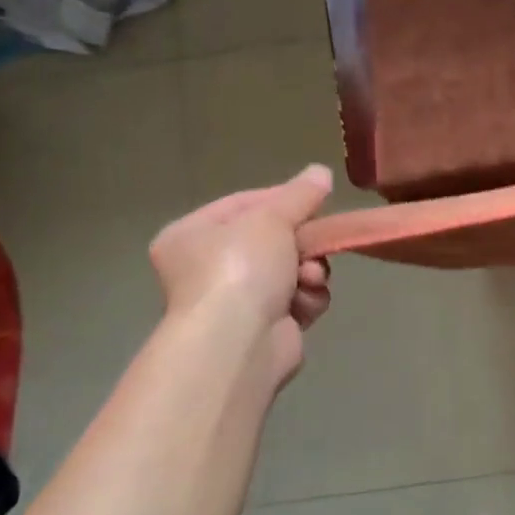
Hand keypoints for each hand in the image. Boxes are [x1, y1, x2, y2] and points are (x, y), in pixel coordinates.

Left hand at [149, 165, 333, 385]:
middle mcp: (208, 267)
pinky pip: (298, 301)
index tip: (317, 200)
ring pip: (292, 270)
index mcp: (192, 235)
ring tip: (308, 281)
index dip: (284, 199)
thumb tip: (322, 171)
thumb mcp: (271, 218)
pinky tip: (304, 305)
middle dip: (303, 244)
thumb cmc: (240, 269)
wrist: (238, 344)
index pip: (245, 203)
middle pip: (273, 239)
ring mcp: (236, 301)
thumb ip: (299, 195)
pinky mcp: (265, 328)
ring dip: (310, 273)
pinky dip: (307, 300)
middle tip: (318, 244)